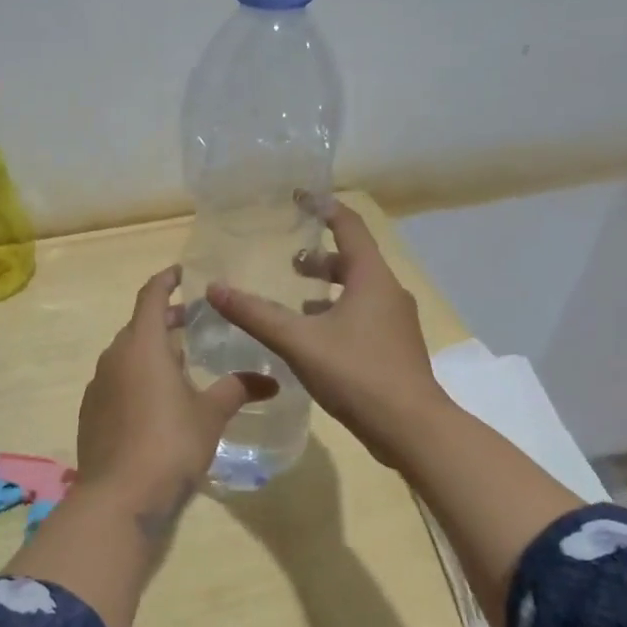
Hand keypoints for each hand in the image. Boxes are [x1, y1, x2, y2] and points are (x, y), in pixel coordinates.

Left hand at [76, 265, 277, 508]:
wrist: (119, 496)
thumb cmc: (170, 443)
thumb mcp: (211, 414)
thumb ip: (237, 389)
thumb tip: (271, 380)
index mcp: (142, 345)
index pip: (150, 296)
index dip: (166, 280)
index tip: (182, 272)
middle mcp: (114, 357)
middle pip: (139, 325)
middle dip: (164, 319)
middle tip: (192, 321)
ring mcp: (98, 385)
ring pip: (126, 354)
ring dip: (151, 350)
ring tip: (180, 362)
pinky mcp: (91, 412)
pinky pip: (116, 380)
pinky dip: (136, 376)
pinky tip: (156, 400)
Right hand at [207, 198, 447, 468]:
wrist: (411, 429)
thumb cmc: (357, 374)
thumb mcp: (299, 341)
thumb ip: (256, 315)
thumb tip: (215, 289)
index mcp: (371, 278)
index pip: (349, 226)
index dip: (322, 208)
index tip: (297, 198)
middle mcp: (388, 293)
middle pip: (353, 260)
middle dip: (319, 258)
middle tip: (288, 263)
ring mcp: (396, 322)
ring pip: (358, 291)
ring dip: (328, 290)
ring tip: (295, 301)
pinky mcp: (395, 348)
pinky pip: (363, 316)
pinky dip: (337, 315)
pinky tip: (315, 339)